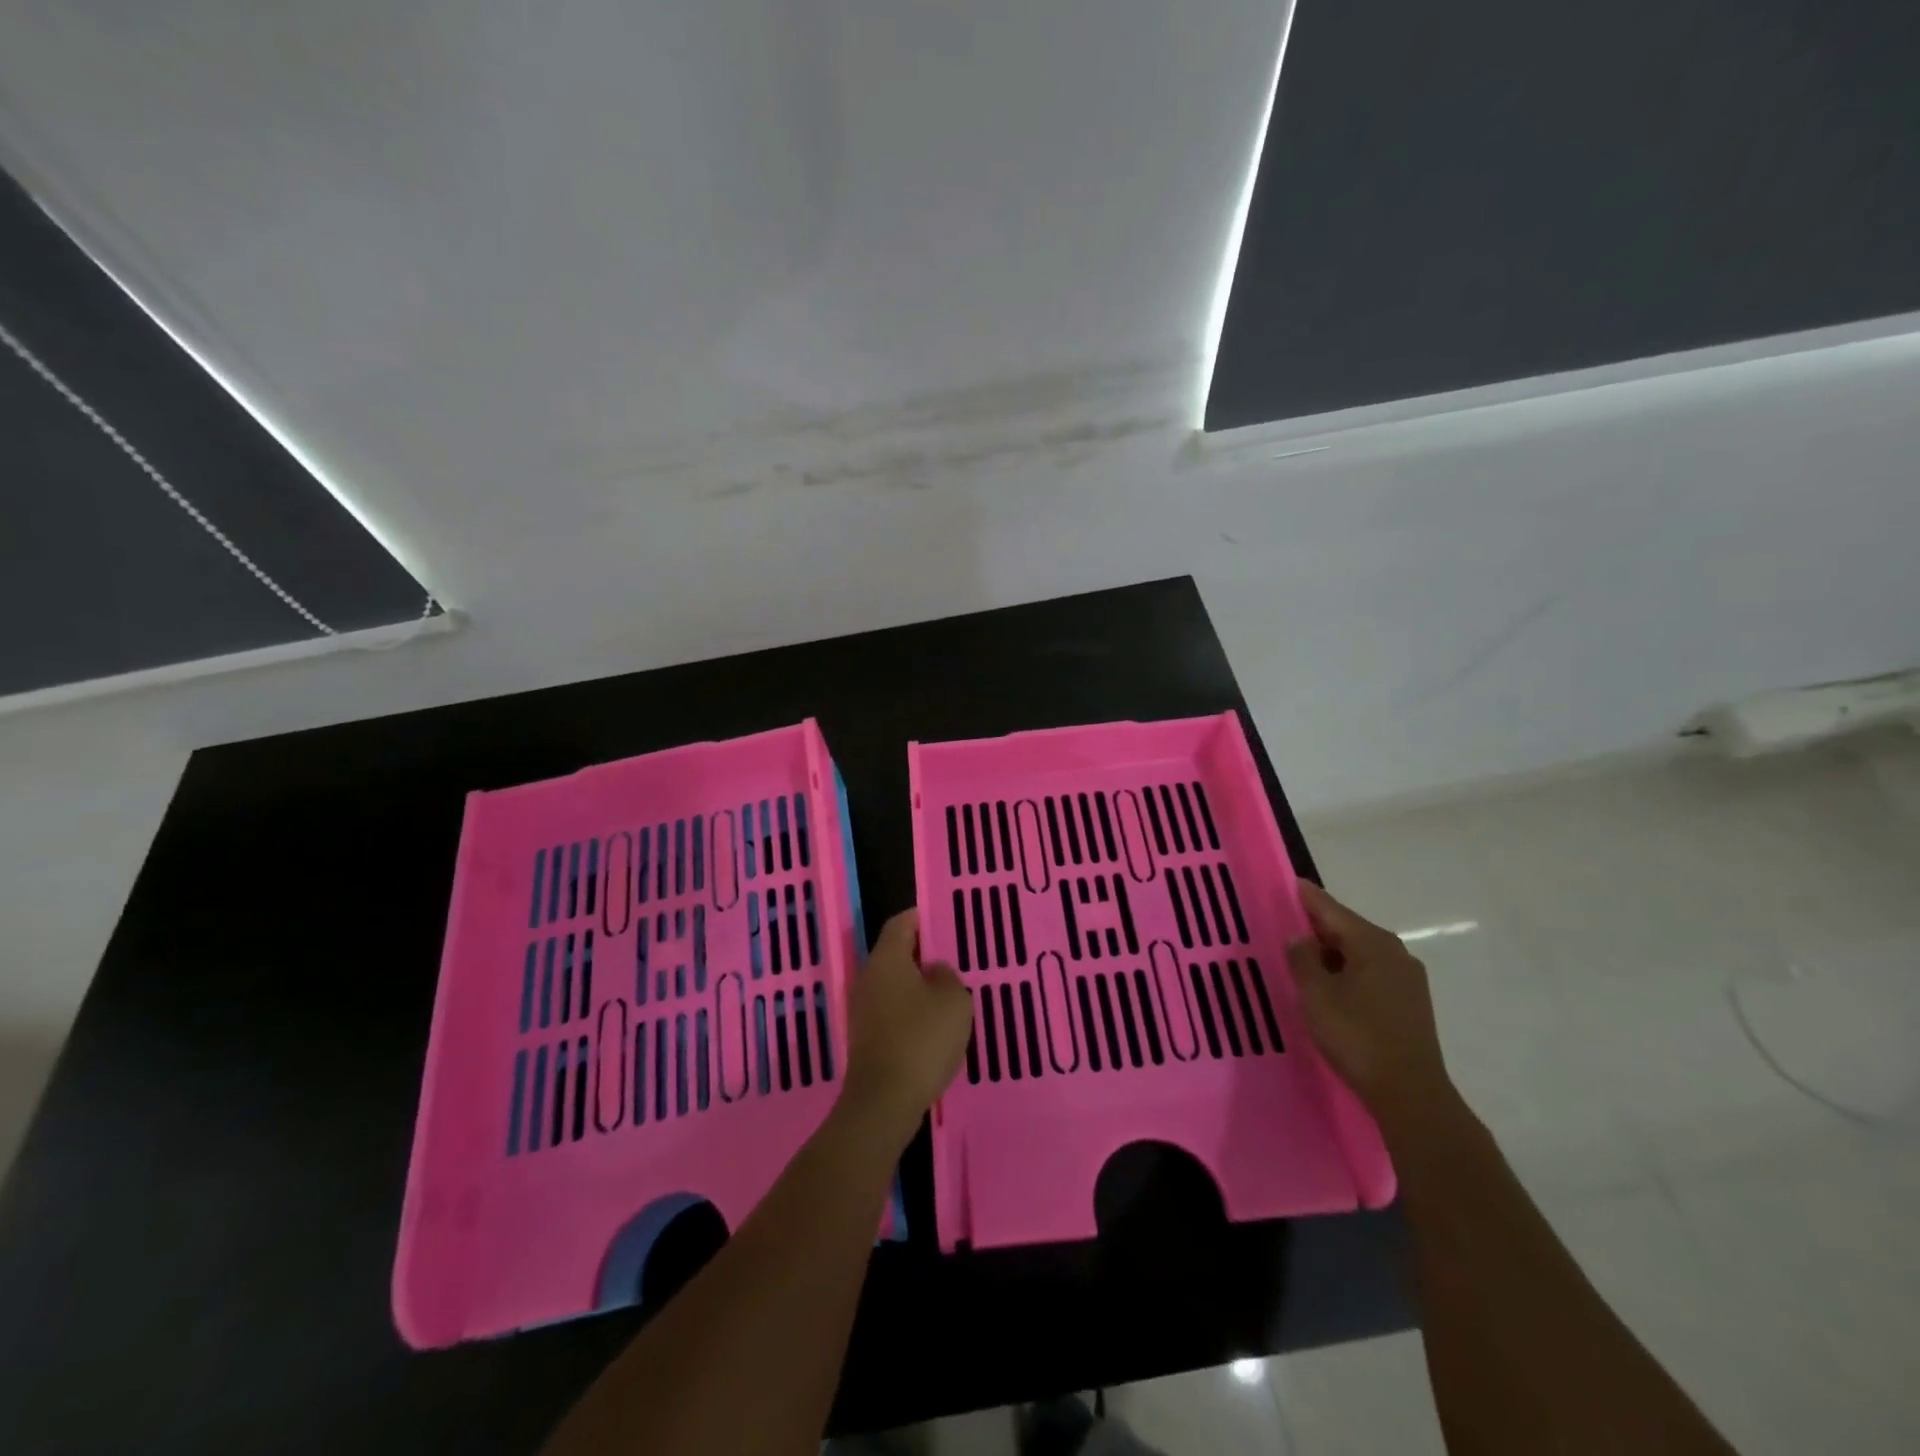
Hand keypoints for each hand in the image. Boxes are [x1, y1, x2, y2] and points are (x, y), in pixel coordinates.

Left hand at [837, 909, 971, 1151]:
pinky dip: (908, 1011)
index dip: (919, 918)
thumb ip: (947, 977)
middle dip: (919, 955)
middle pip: (893, 954)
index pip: (900, 924)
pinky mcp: (863, 1037)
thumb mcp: (954, 1001)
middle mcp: (868, 977)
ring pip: (892, 985)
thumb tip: (934, 970)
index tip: (939, 920)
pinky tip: (930, 1027)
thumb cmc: (922, 1039)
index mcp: (887, 959)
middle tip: (948, 960)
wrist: (884, 1101)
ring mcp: (861, 1009)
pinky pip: (889, 1011)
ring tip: (945, 995)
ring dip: (915, 986)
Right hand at [1287, 881, 1453, 1128]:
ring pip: (1360, 953)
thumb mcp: (1316, 994)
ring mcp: (1407, 978)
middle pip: (1348, 929)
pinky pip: (1371, 973)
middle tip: (1287, 924)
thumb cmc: (1357, 1036)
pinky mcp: (1410, 1003)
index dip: (1306, 897)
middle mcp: (1394, 952)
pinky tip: (1331, 986)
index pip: (1331, 909)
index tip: (1289, 882)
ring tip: (1303, 958)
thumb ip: (1302, 959)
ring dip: (1332, 953)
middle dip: (1318, 926)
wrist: (1409, 1093)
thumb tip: (1299, 938)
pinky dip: (1348, 971)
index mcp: (1372, 942)